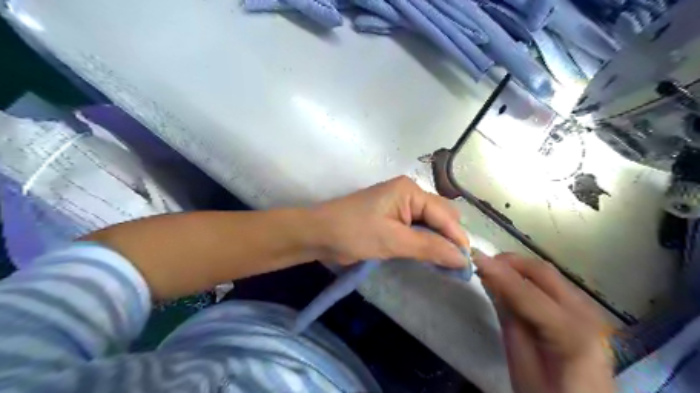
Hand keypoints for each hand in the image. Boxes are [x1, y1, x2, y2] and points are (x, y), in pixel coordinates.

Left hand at [310, 176, 469, 266]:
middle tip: (454, 266)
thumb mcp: (393, 241)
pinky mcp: (392, 219)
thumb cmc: (354, 233)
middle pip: (441, 216)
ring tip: (445, 265)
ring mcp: (400, 206)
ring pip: (430, 223)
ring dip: (438, 242)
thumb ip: (429, 248)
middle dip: (449, 239)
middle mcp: (409, 194)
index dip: (457, 239)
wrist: (318, 234)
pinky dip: (424, 242)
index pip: (445, 215)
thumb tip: (463, 259)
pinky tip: (428, 256)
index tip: (467, 265)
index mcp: (410, 191)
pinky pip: (417, 229)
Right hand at [473, 253, 614, 391]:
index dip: (499, 271)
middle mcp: (586, 315)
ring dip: (519, 268)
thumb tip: (492, 284)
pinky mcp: (586, 312)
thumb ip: (510, 322)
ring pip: (549, 273)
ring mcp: (590, 312)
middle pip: (543, 272)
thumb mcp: (523, 367)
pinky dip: (530, 278)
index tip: (474, 257)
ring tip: (493, 272)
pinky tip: (513, 285)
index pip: (527, 292)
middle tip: (482, 263)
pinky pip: (554, 284)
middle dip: (510, 262)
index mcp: (572, 335)